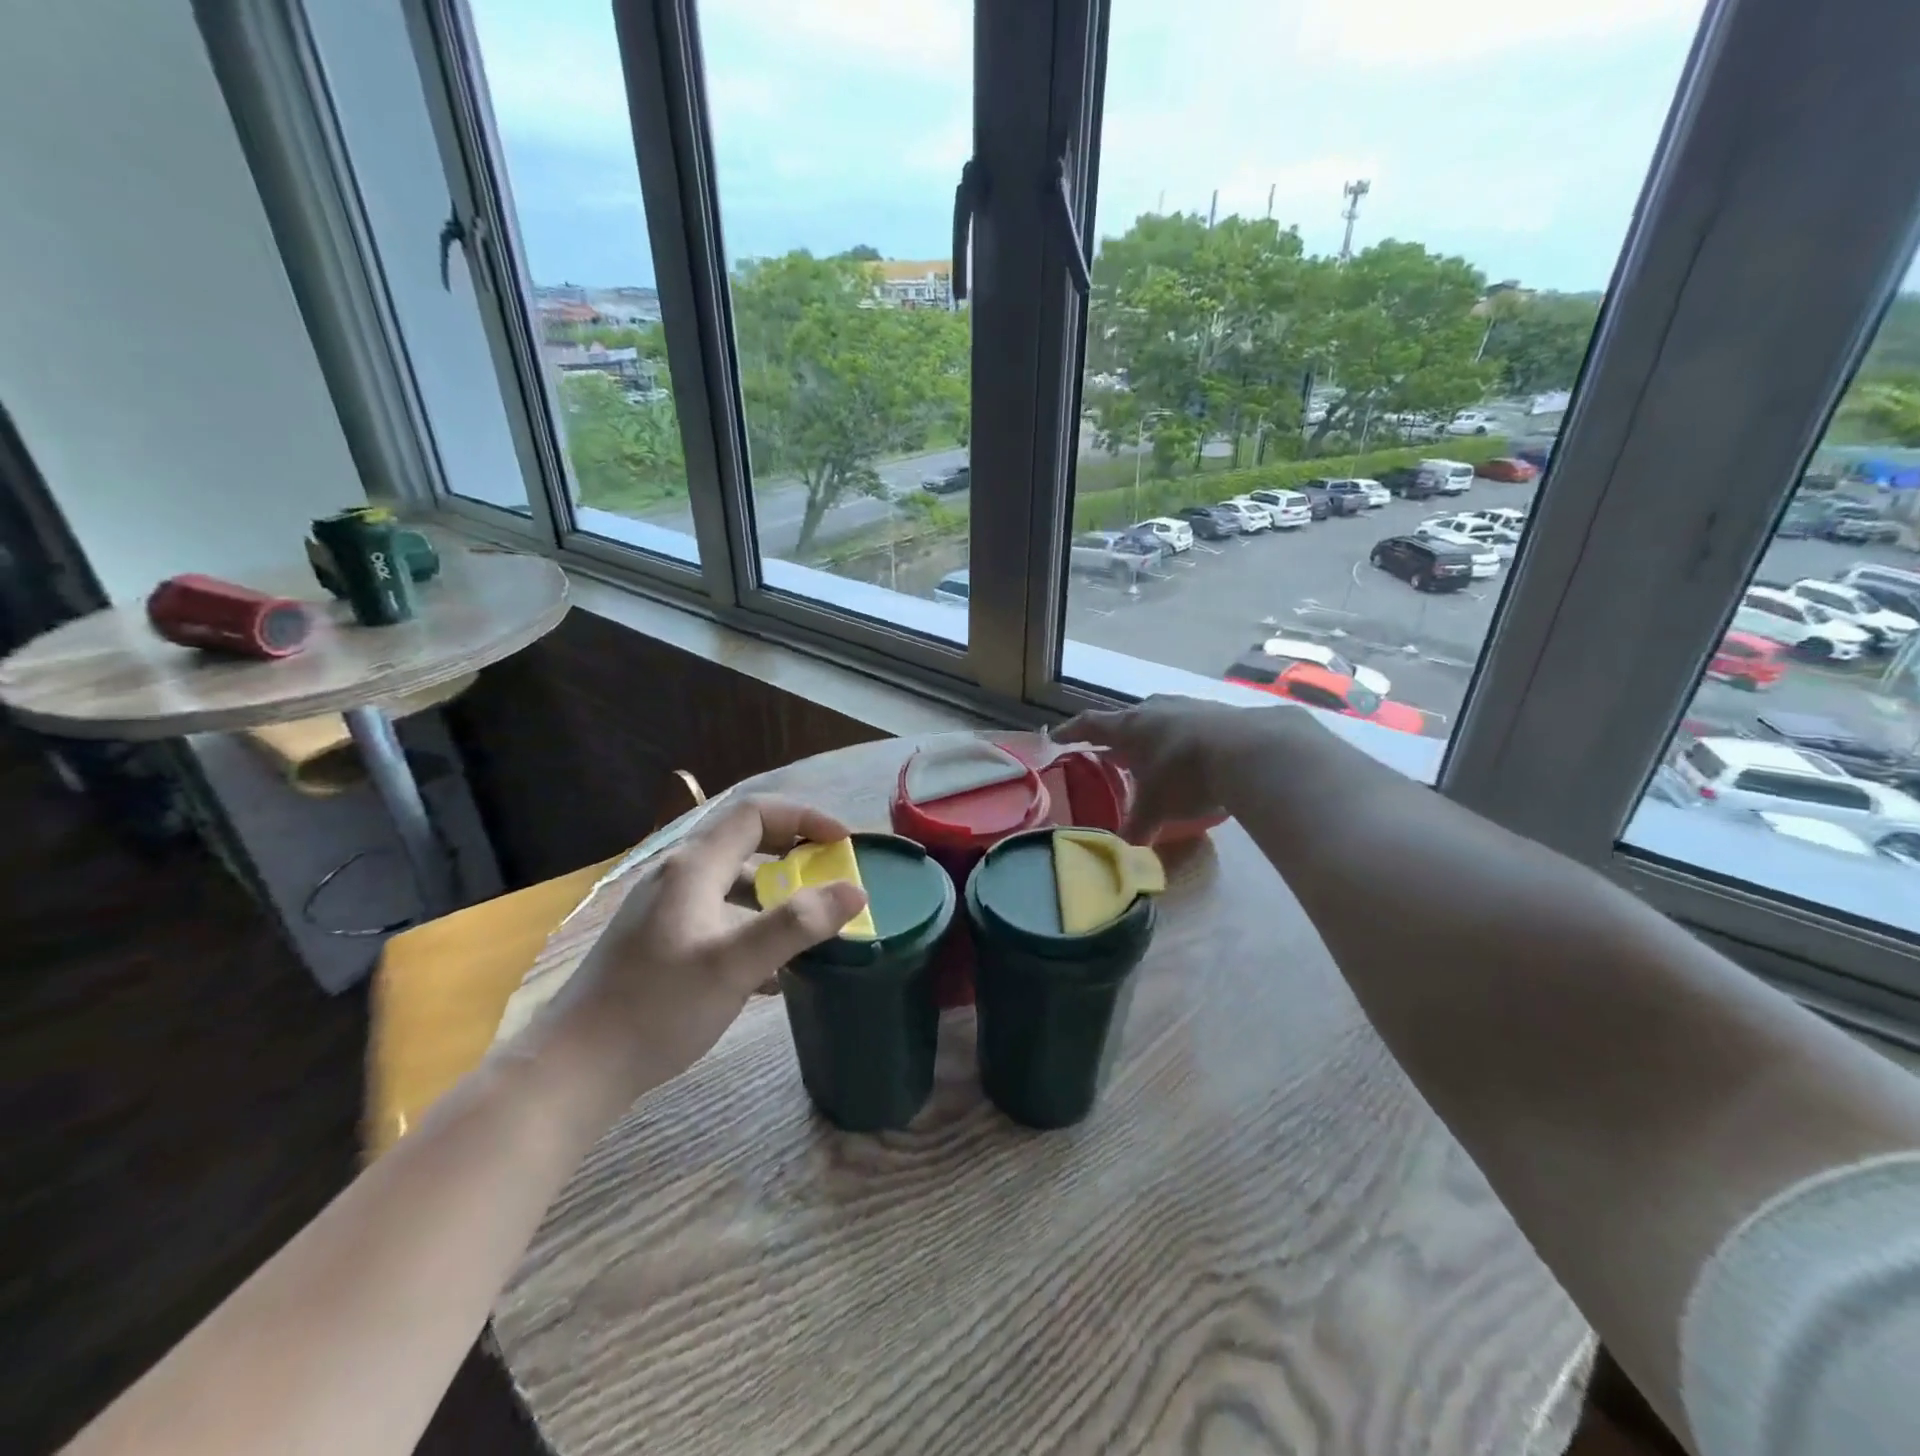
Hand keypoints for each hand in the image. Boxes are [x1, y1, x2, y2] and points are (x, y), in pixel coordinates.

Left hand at [552, 795, 867, 1095]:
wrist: (575, 1068)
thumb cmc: (658, 1007)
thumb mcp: (735, 964)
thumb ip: (797, 924)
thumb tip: (856, 891)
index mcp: (693, 868)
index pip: (755, 813)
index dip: (804, 817)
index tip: (843, 843)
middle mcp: (677, 877)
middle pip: (744, 843)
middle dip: (794, 854)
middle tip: (830, 877)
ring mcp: (664, 910)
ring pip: (732, 884)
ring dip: (775, 895)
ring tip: (809, 928)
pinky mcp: (659, 943)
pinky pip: (718, 916)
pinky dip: (752, 927)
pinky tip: (771, 972)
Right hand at [1057, 696, 1308, 837]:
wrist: (1251, 751)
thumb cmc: (1186, 775)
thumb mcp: (1157, 808)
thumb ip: (1137, 829)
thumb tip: (1123, 858)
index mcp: (1129, 727)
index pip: (1090, 725)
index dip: (1071, 731)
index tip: (1056, 737)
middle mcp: (1154, 709)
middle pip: (1126, 719)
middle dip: (1116, 737)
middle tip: (1110, 752)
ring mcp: (1187, 706)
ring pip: (1159, 718)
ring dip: (1151, 735)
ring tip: (1151, 754)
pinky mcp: (1217, 712)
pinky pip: (1189, 723)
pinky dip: (1181, 738)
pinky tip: (1192, 754)